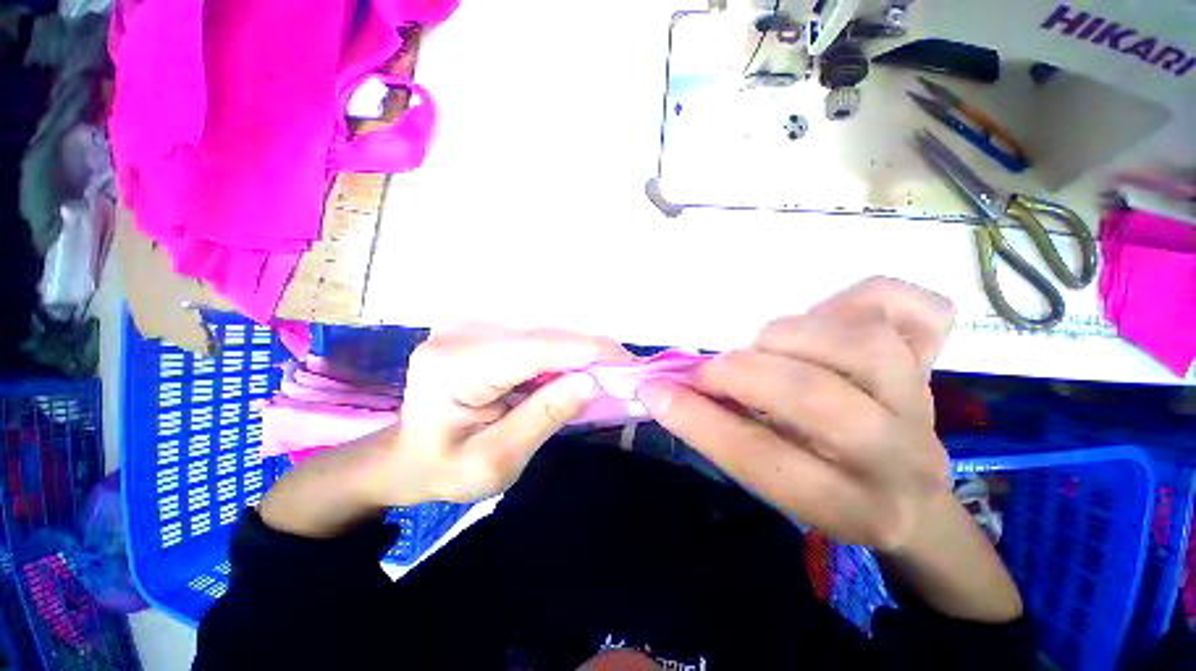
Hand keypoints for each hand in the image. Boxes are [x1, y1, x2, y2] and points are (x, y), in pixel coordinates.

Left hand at [370, 324, 631, 504]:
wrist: (407, 456)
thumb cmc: (446, 469)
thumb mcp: (497, 460)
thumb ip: (545, 416)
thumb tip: (594, 381)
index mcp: (454, 368)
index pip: (535, 349)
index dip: (587, 352)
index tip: (630, 365)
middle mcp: (460, 333)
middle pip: (543, 335)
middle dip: (589, 353)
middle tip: (624, 375)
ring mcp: (469, 324)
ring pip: (543, 331)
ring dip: (577, 352)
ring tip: (604, 374)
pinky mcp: (481, 327)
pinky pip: (534, 334)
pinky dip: (560, 351)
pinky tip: (573, 370)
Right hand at [638, 278, 954, 551]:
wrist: (910, 495)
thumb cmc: (826, 491)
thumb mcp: (774, 485)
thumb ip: (725, 432)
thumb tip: (669, 390)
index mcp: (849, 504)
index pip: (761, 458)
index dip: (697, 420)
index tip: (652, 390)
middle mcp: (896, 455)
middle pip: (814, 396)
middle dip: (740, 373)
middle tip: (709, 372)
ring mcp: (921, 400)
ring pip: (858, 343)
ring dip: (788, 336)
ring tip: (766, 348)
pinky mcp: (933, 361)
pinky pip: (918, 310)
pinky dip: (866, 298)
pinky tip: (835, 314)